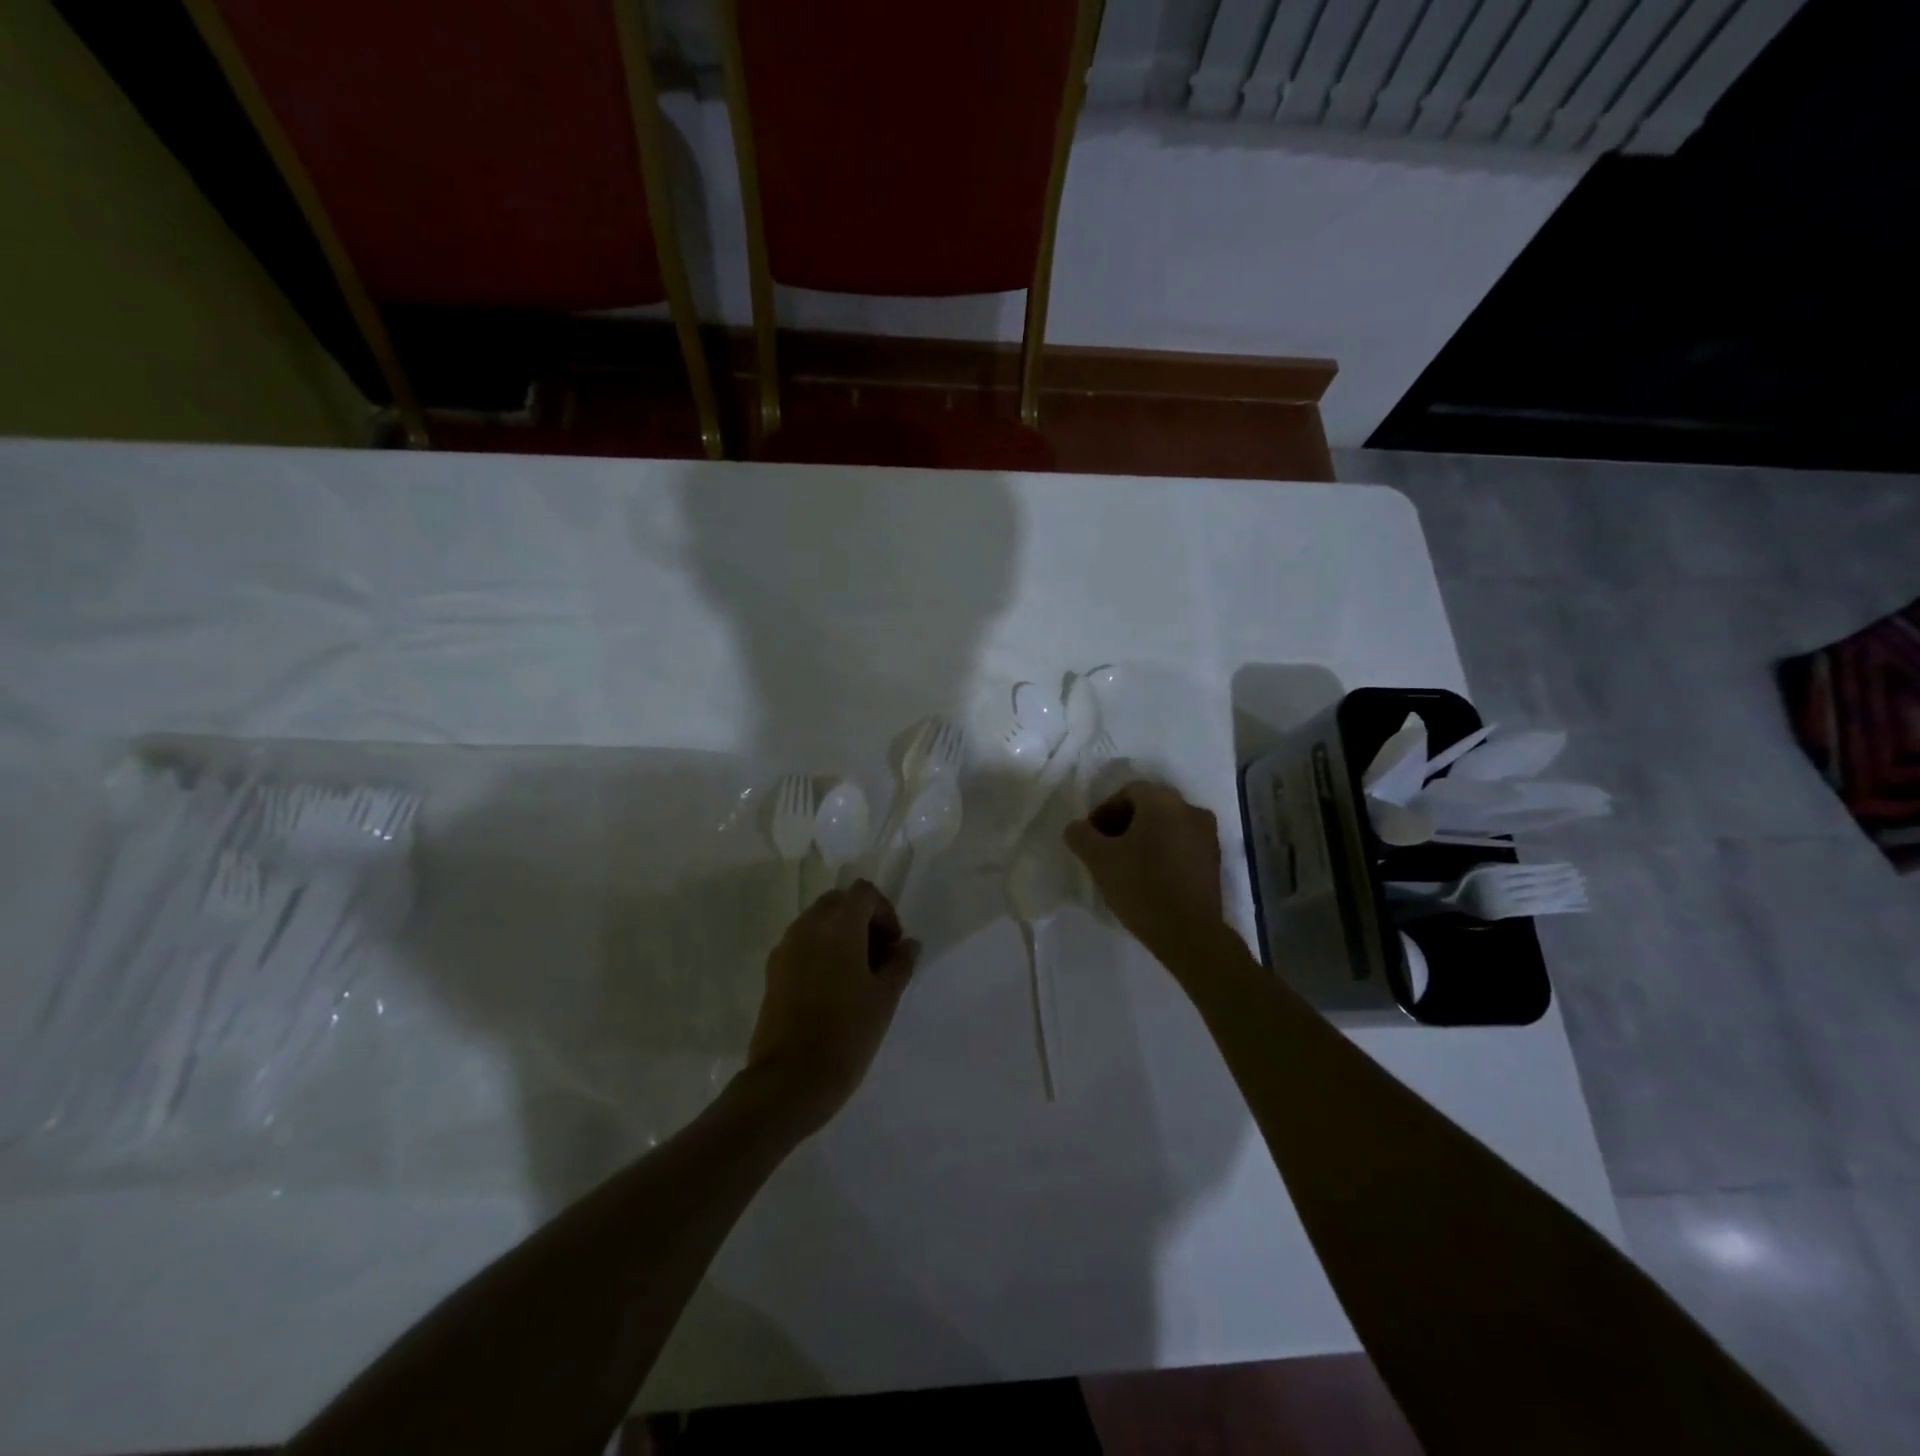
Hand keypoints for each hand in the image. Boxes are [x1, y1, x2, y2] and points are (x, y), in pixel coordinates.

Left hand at [746, 880, 919, 1133]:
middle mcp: (808, 927)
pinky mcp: (773, 971)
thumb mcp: (885, 999)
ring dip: (840, 934)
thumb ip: (900, 963)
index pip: (864, 892)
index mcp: (839, 927)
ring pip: (818, 921)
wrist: (789, 1081)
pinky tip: (831, 989)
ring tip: (856, 976)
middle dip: (862, 919)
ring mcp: (785, 948)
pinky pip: (801, 944)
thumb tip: (908, 944)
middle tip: (878, 957)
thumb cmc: (847, 1035)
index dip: (885, 912)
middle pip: (838, 902)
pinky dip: (820, 950)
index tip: (894, 946)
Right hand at [1064, 780, 1225, 970]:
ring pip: (1167, 827)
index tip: (1091, 838)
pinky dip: (1163, 853)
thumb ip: (1081, 836)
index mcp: (1163, 802)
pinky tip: (1149, 878)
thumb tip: (1076, 827)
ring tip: (1126, 866)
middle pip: (1149, 807)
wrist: (1190, 933)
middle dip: (1123, 824)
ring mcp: (1208, 836)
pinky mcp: (1214, 861)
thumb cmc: (1141, 887)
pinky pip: (1182, 845)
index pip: (1128, 792)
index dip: (1104, 811)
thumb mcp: (1100, 860)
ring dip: (1144, 839)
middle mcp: (1190, 809)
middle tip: (1105, 850)